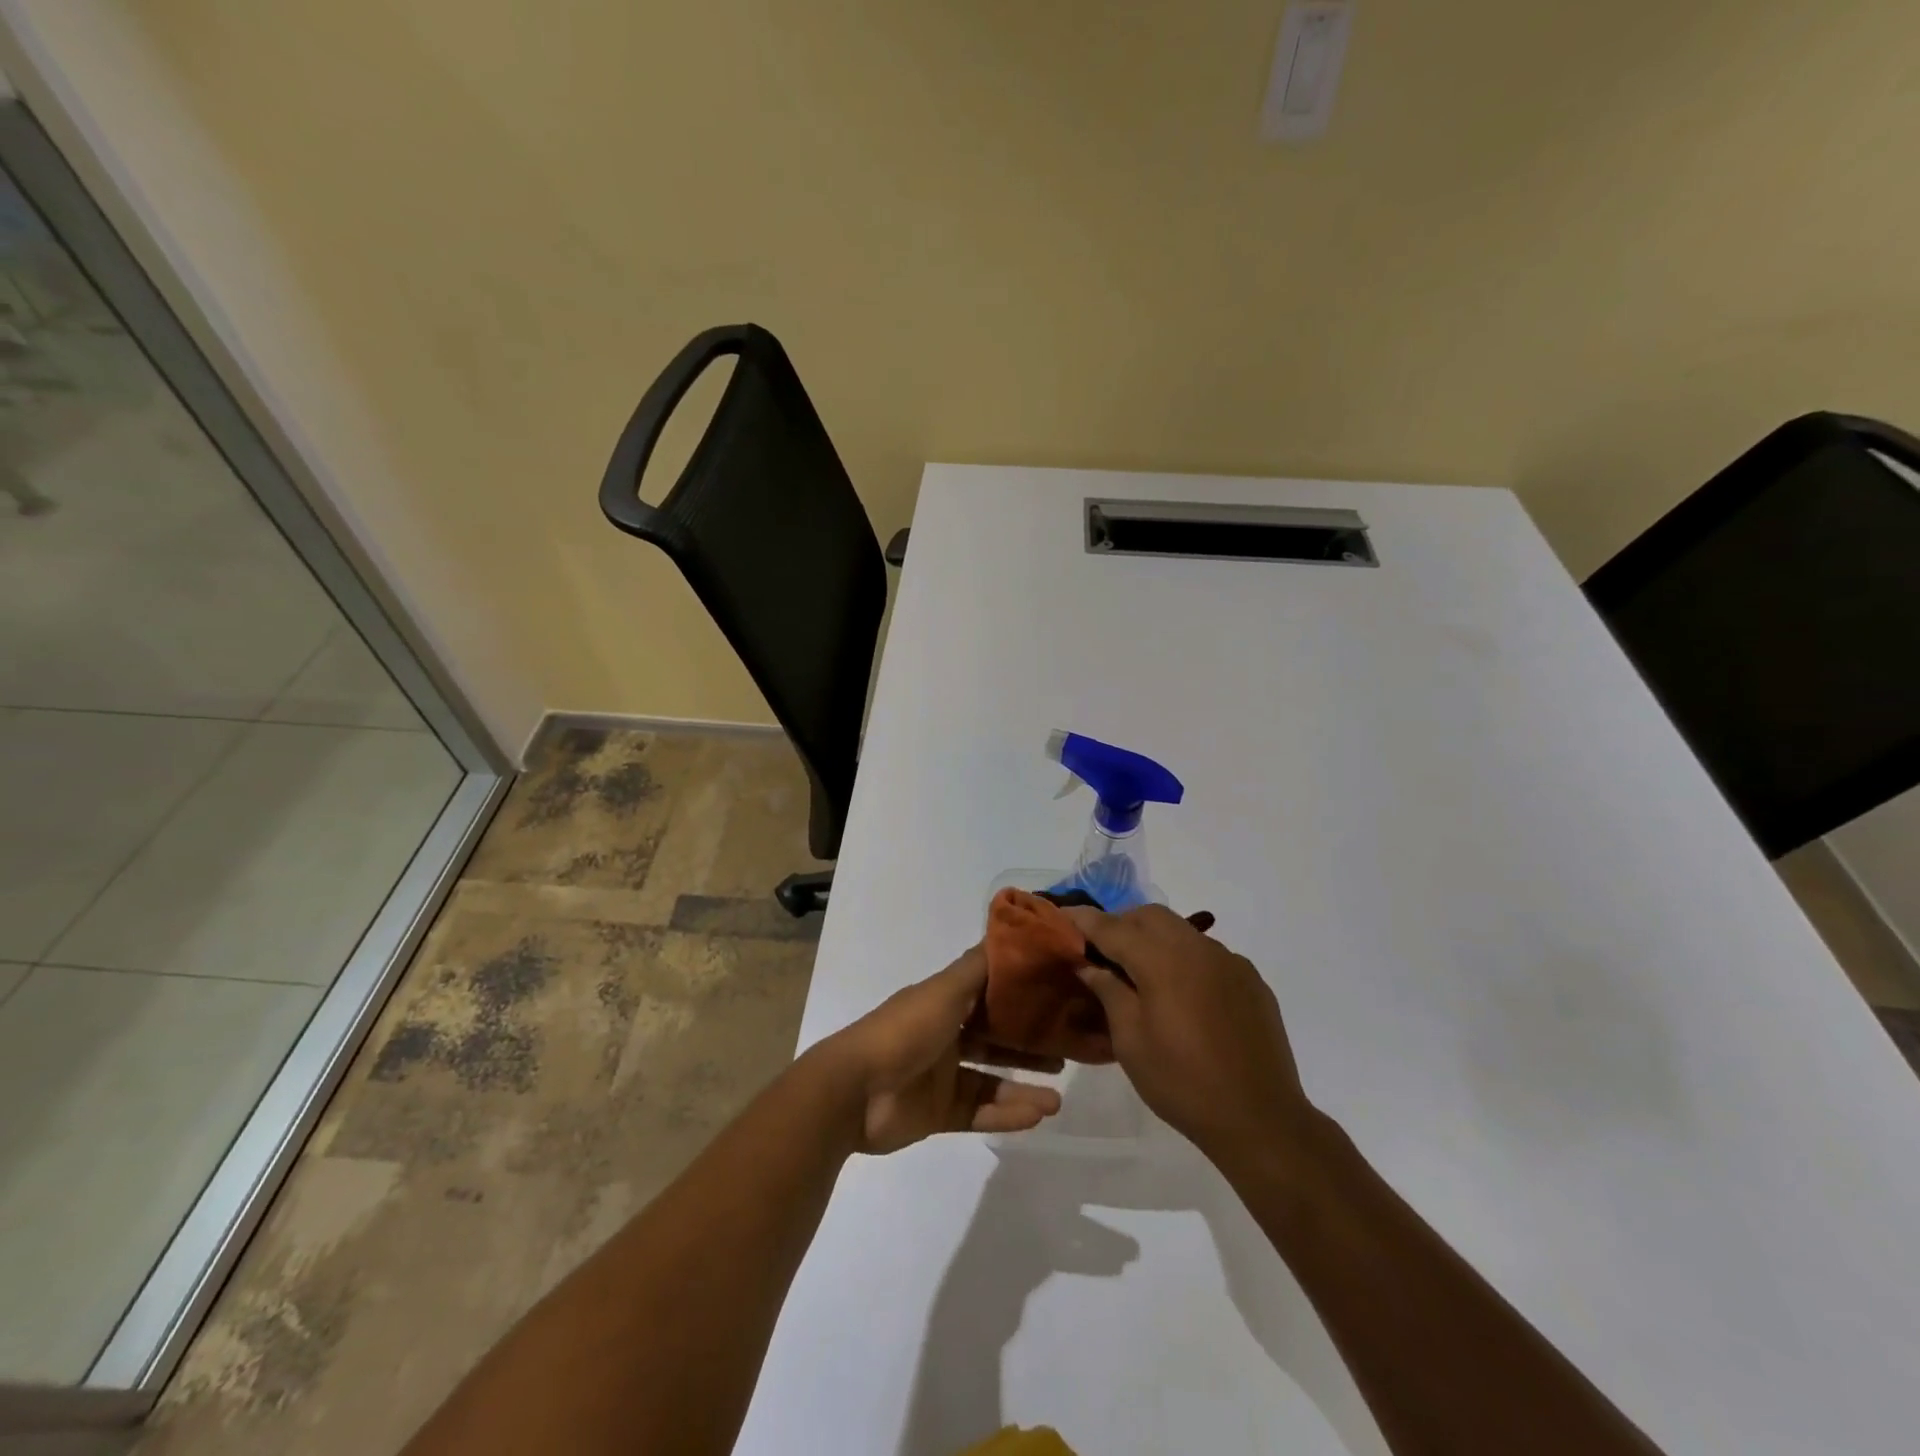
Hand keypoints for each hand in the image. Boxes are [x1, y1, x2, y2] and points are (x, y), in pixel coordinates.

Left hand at [817, 945, 1063, 1154]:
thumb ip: (976, 968)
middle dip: (1028, 1043)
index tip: (1058, 995)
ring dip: (1023, 1087)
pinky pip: (979, 1111)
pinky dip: (1005, 1114)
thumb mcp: (944, 991)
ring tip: (1058, 1097)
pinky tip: (1036, 1115)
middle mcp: (944, 1035)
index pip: (989, 994)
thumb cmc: (904, 1031)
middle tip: (1067, 1049)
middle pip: (994, 1038)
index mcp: (943, 1002)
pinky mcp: (939, 1113)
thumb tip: (1008, 934)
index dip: (1020, 995)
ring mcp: (941, 1076)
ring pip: (991, 1079)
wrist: (854, 1091)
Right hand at [1063, 904, 1313, 1171]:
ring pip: (1181, 930)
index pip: (1113, 927)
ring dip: (1154, 939)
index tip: (1062, 916)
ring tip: (1140, 974)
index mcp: (1163, 960)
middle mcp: (1198, 948)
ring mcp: (1229, 961)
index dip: (1084, 920)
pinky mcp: (1250, 980)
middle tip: (1101, 951)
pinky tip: (1182, 995)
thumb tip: (1088, 964)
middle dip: (1121, 924)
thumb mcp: (1130, 1041)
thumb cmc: (1182, 1083)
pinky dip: (1185, 959)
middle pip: (1150, 916)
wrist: (1261, 1119)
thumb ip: (1108, 992)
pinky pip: (1208, 953)